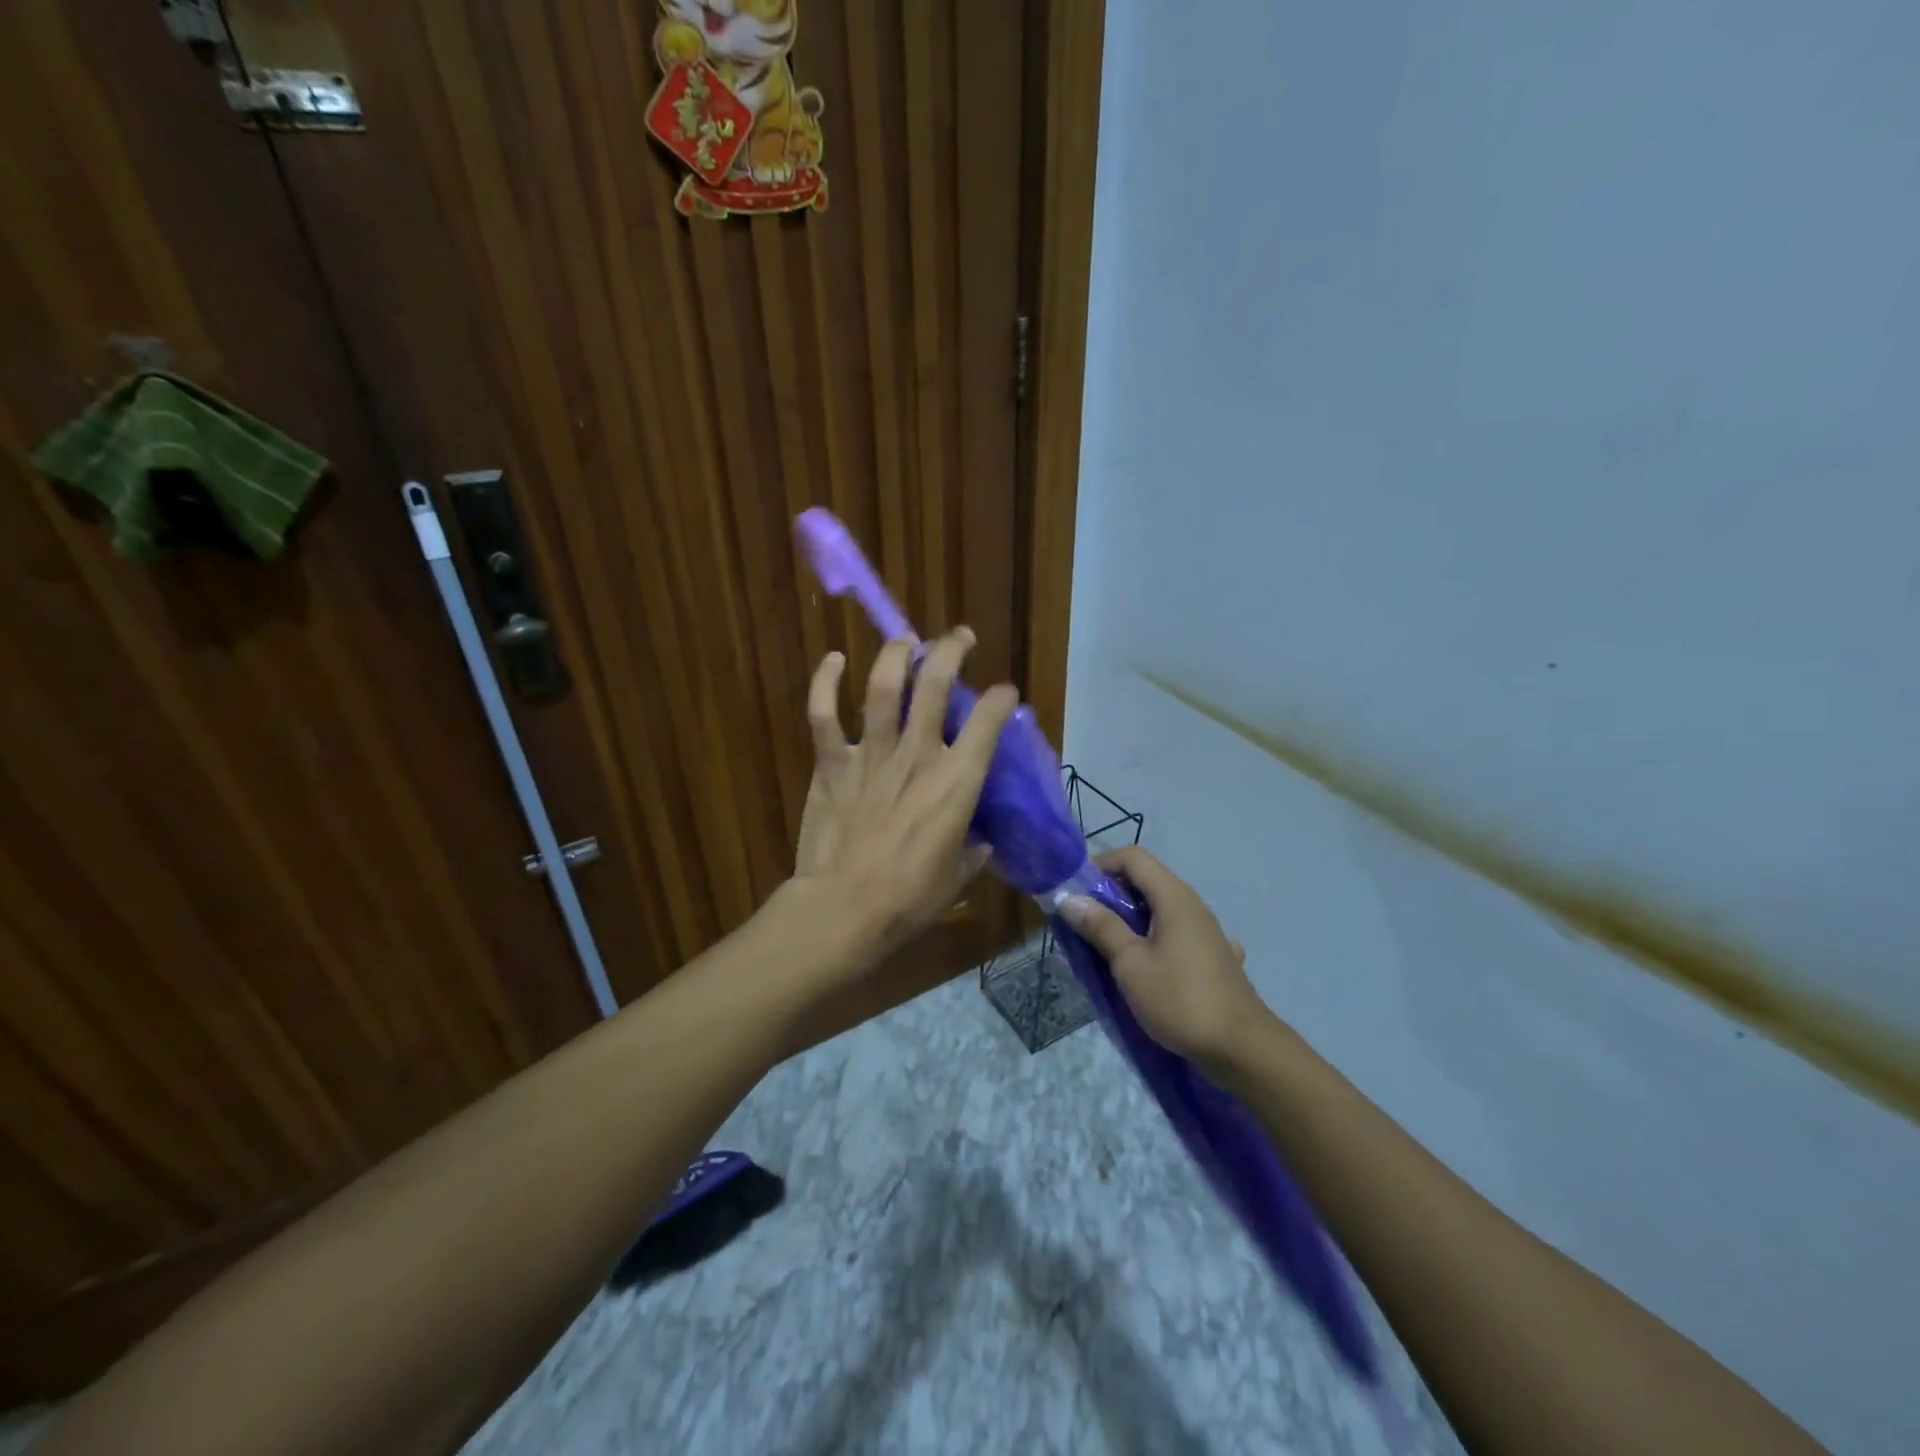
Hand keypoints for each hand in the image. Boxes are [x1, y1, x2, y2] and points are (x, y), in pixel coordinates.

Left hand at [788, 630, 1017, 962]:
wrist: (844, 908)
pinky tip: (833, 659)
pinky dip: (826, 681)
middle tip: (959, 638)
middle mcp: (918, 754)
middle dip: (951, 650)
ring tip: (906, 640)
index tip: (1003, 694)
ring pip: (883, 686)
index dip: (1000, 698)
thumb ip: (972, 851)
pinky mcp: (832, 763)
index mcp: (957, 781)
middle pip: (936, 684)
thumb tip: (979, 842)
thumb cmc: (909, 899)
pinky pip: (823, 713)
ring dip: (896, 654)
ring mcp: (872, 754)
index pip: (989, 721)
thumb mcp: (958, 877)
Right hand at [1059, 846, 1268, 1066]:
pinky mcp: (1214, 957)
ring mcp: (1207, 931)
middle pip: (1146, 881)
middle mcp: (1193, 905)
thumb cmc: (1179, 999)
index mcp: (1173, 897)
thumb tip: (1069, 898)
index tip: (1077, 891)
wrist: (1242, 1048)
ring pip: (1161, 910)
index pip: (1133, 857)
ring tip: (1108, 947)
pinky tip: (1153, 966)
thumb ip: (1101, 927)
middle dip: (1111, 894)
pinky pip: (1176, 935)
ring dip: (1131, 920)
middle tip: (1084, 922)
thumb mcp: (1130, 963)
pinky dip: (1156, 940)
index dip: (1101, 864)